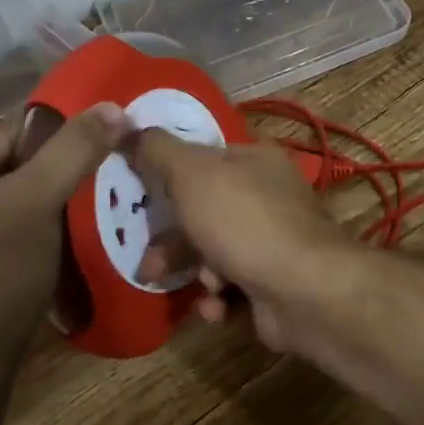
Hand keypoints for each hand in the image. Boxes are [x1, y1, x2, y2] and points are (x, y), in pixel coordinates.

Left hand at [0, 102, 128, 379]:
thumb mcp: (38, 203)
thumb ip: (74, 148)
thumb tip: (114, 107)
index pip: (3, 132)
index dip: (50, 150)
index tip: (78, 176)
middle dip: (32, 170)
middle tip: (65, 196)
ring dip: (21, 194)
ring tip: (53, 218)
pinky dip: (2, 217)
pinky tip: (26, 241)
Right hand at [126, 130, 355, 352]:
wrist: (304, 291)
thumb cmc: (244, 221)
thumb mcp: (192, 175)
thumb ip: (156, 150)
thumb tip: (119, 119)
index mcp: (254, 159)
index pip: (204, 156)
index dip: (169, 173)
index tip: (139, 194)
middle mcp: (267, 194)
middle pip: (205, 210)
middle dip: (173, 241)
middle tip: (149, 264)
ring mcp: (273, 240)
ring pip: (214, 251)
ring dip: (195, 272)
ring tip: (195, 287)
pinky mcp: (274, 282)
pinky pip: (233, 286)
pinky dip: (219, 298)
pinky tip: (217, 305)